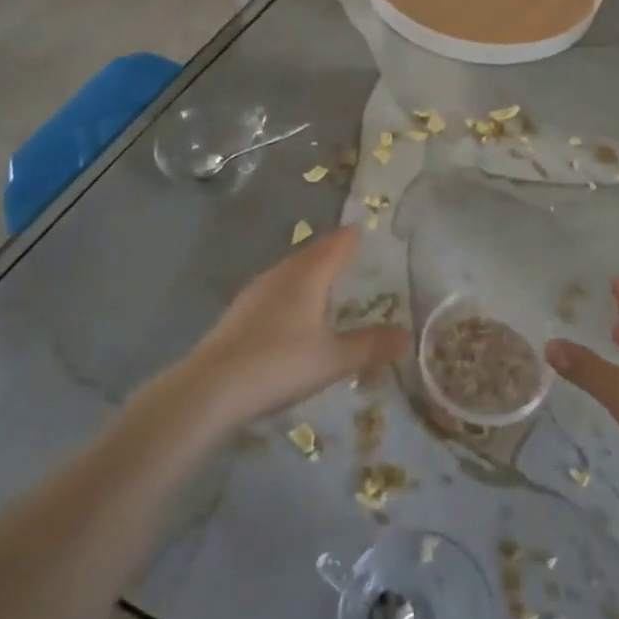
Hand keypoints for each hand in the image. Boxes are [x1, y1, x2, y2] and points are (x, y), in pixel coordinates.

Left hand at [181, 228, 409, 426]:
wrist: (211, 389)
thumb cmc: (279, 365)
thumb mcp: (332, 359)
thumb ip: (369, 346)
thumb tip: (407, 335)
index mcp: (308, 277)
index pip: (335, 246)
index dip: (351, 238)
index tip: (363, 229)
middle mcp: (281, 275)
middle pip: (311, 254)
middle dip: (330, 251)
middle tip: (348, 250)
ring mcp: (255, 292)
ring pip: (289, 270)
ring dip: (308, 269)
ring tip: (324, 277)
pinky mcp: (239, 313)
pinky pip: (274, 289)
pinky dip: (290, 289)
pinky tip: (290, 309)